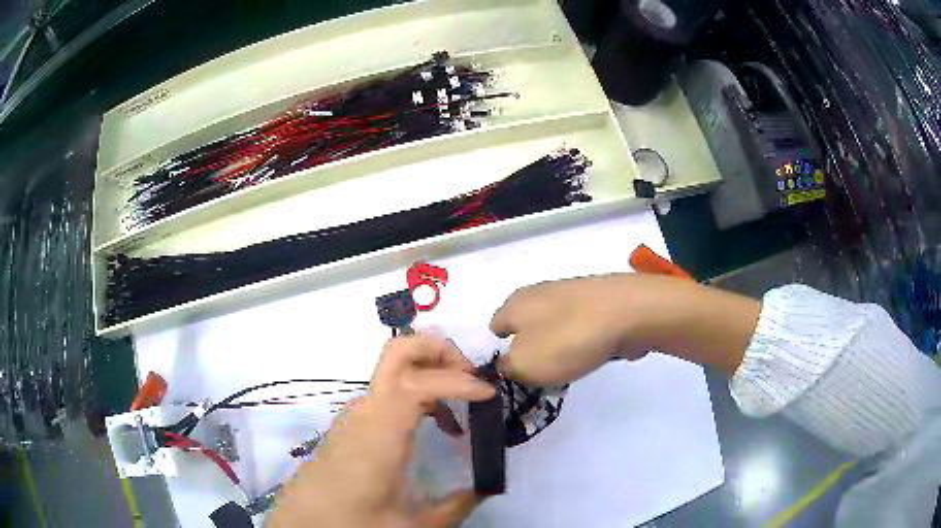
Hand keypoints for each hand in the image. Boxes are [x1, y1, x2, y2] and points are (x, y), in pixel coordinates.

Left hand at [268, 334, 495, 527]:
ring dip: (430, 372)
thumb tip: (487, 489)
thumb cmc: (353, 521)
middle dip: (439, 352)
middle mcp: (365, 411)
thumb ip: (456, 506)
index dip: (457, 381)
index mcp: (380, 432)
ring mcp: (356, 413)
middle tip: (471, 378)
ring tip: (461, 405)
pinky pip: (389, 390)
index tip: (488, 396)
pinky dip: (417, 390)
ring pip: (394, 369)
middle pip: (398, 352)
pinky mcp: (352, 422)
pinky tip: (433, 422)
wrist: (303, 523)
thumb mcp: (413, 525)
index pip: (418, 382)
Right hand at [490, 274, 646, 385]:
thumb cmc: (568, 339)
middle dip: (530, 350)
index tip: (514, 372)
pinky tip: (591, 352)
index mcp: (515, 304)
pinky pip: (578, 326)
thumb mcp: (524, 365)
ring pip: (553, 327)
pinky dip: (581, 340)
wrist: (628, 312)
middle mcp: (538, 293)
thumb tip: (507, 365)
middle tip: (541, 374)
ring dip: (557, 346)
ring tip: (569, 366)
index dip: (500, 351)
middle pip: (526, 327)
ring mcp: (570, 294)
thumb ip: (507, 368)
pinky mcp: (596, 301)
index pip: (495, 327)